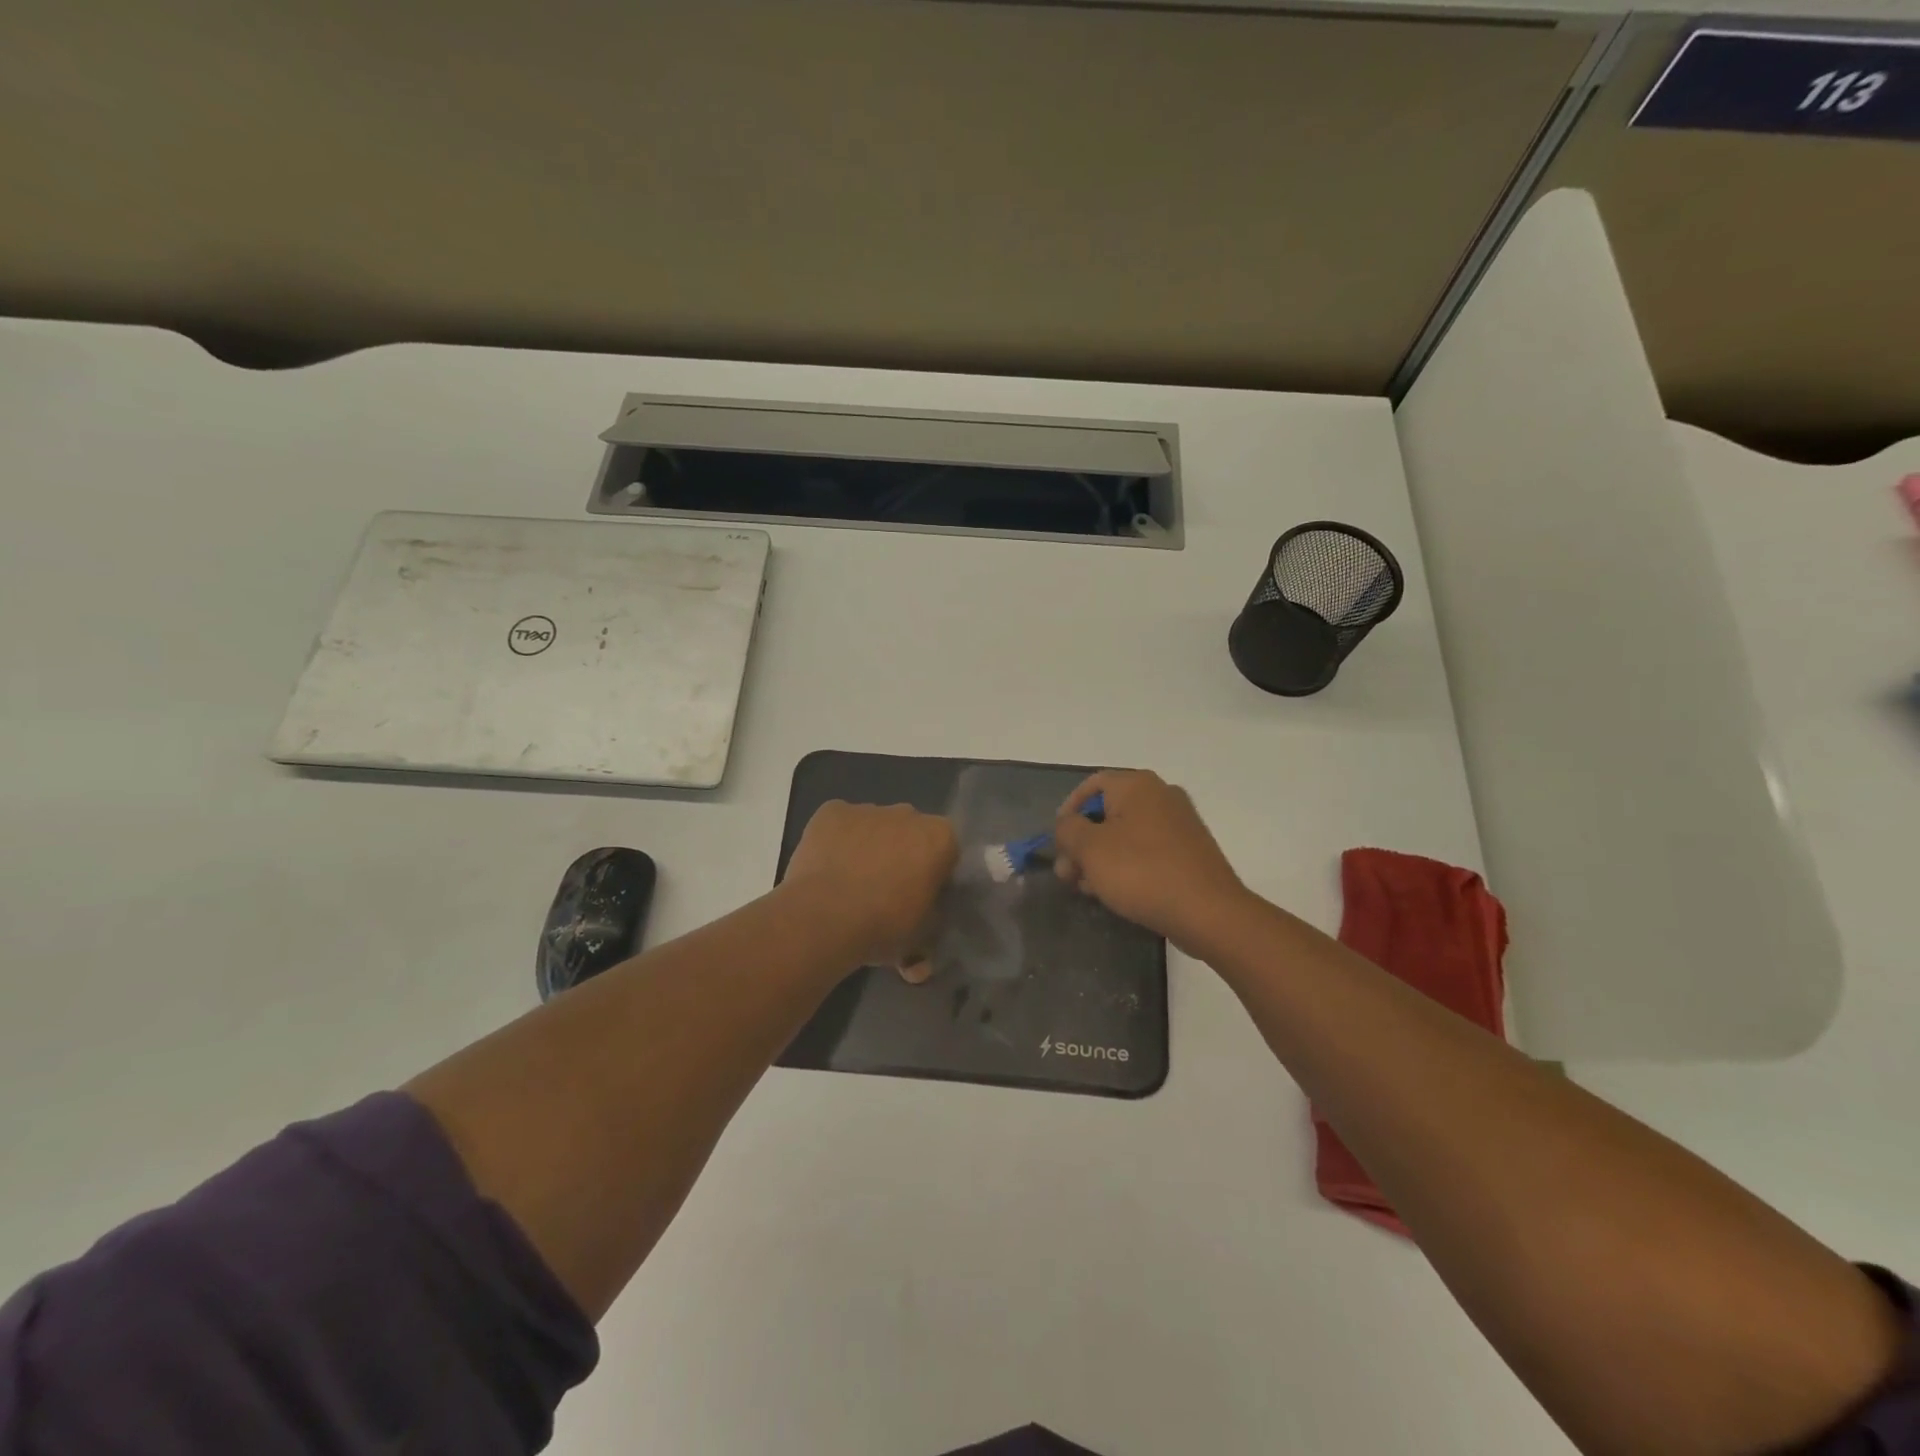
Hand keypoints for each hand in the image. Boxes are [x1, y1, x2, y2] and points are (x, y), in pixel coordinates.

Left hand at [781, 800, 957, 971]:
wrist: (822, 917)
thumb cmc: (882, 926)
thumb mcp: (917, 941)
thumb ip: (926, 940)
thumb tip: (919, 966)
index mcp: (939, 838)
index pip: (947, 852)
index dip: (935, 875)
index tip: (921, 899)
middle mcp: (908, 813)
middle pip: (910, 834)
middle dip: (902, 856)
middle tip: (886, 894)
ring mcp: (867, 809)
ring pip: (874, 827)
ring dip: (869, 848)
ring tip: (850, 886)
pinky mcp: (831, 811)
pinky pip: (840, 824)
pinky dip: (837, 841)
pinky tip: (827, 869)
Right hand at [1052, 771, 1247, 952]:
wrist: (1208, 912)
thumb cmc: (1142, 872)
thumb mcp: (1090, 849)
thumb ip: (1068, 830)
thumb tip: (1068, 825)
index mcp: (1137, 785)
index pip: (1092, 785)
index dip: (1068, 811)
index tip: (1057, 842)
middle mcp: (1161, 795)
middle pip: (1108, 812)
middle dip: (1082, 842)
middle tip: (1067, 874)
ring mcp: (1180, 823)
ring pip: (1126, 835)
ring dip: (1101, 858)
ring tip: (1087, 889)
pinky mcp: (1190, 851)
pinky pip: (1148, 851)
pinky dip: (1127, 865)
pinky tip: (1115, 892)